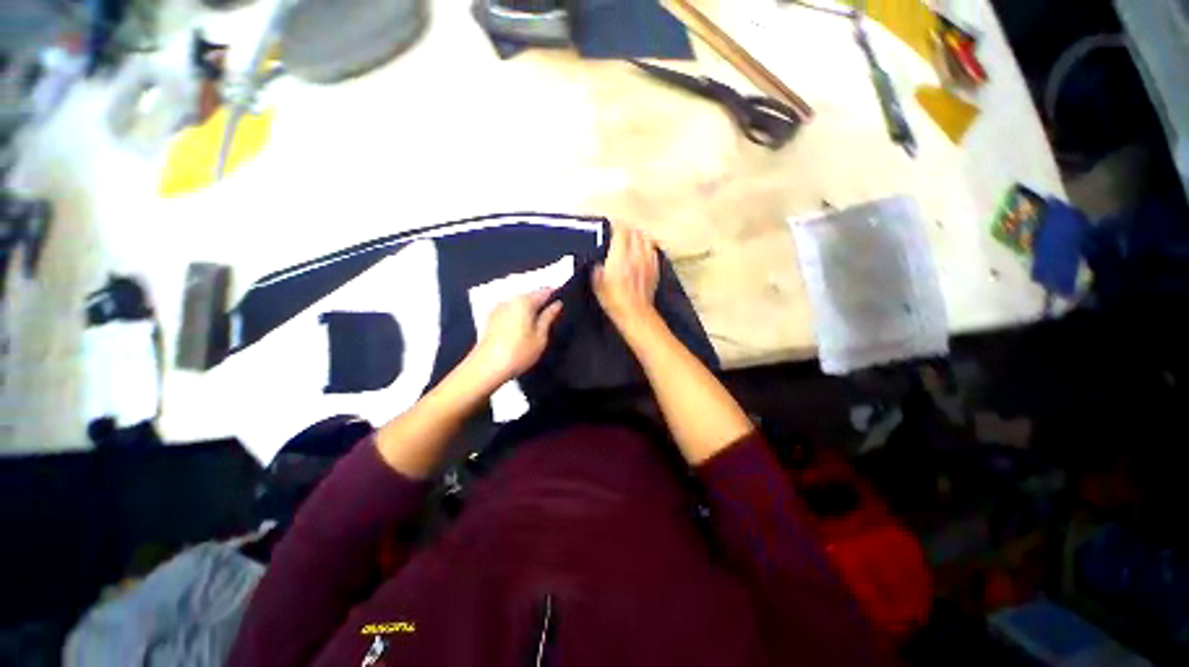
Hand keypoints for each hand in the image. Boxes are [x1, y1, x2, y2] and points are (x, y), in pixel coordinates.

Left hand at [467, 289, 562, 387]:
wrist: (486, 368)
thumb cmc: (518, 352)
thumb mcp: (540, 337)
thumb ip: (548, 317)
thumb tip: (557, 304)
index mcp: (524, 301)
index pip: (543, 291)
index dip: (555, 294)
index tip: (563, 300)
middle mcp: (510, 300)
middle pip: (530, 295)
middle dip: (541, 301)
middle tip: (554, 313)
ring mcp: (498, 308)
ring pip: (519, 303)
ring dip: (530, 308)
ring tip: (540, 321)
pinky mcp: (491, 318)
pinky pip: (511, 310)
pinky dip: (519, 314)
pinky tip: (524, 326)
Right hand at [593, 226, 659, 328]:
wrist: (635, 314)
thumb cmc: (614, 300)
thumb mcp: (597, 285)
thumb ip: (597, 269)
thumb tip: (599, 263)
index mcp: (620, 256)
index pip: (621, 232)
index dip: (616, 227)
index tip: (610, 228)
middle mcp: (636, 255)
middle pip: (635, 232)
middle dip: (628, 230)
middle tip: (620, 233)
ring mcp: (648, 262)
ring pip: (647, 239)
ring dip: (639, 237)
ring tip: (633, 239)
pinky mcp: (655, 269)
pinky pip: (653, 251)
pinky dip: (648, 248)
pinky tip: (643, 252)